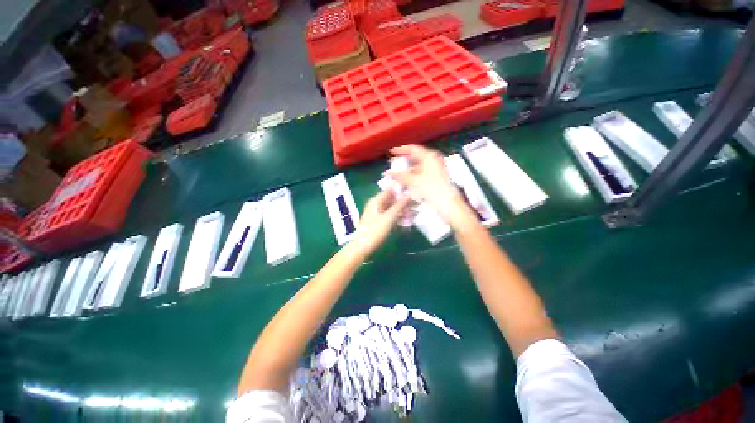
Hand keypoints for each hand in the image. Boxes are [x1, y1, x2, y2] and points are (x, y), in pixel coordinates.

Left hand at [352, 190, 410, 255]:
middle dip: (405, 201)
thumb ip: (399, 205)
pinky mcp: (379, 221)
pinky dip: (398, 217)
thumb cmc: (375, 230)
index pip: (391, 189)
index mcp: (376, 200)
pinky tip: (407, 221)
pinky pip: (390, 215)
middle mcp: (376, 204)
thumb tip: (409, 194)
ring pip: (392, 208)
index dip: (402, 189)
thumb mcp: (389, 217)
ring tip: (416, 213)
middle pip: (393, 199)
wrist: (362, 246)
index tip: (414, 191)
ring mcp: (377, 213)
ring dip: (403, 210)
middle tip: (417, 204)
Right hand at [388, 145, 473, 227]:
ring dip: (407, 171)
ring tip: (396, 175)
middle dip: (403, 162)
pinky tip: (405, 183)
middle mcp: (433, 161)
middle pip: (415, 158)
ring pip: (417, 168)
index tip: (391, 152)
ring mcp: (435, 171)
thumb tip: (388, 173)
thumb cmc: (432, 189)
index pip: (413, 149)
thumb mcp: (414, 181)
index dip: (401, 150)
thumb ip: (400, 176)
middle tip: (392, 165)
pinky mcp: (435, 180)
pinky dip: (412, 178)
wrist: (448, 204)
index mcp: (429, 157)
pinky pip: (421, 175)